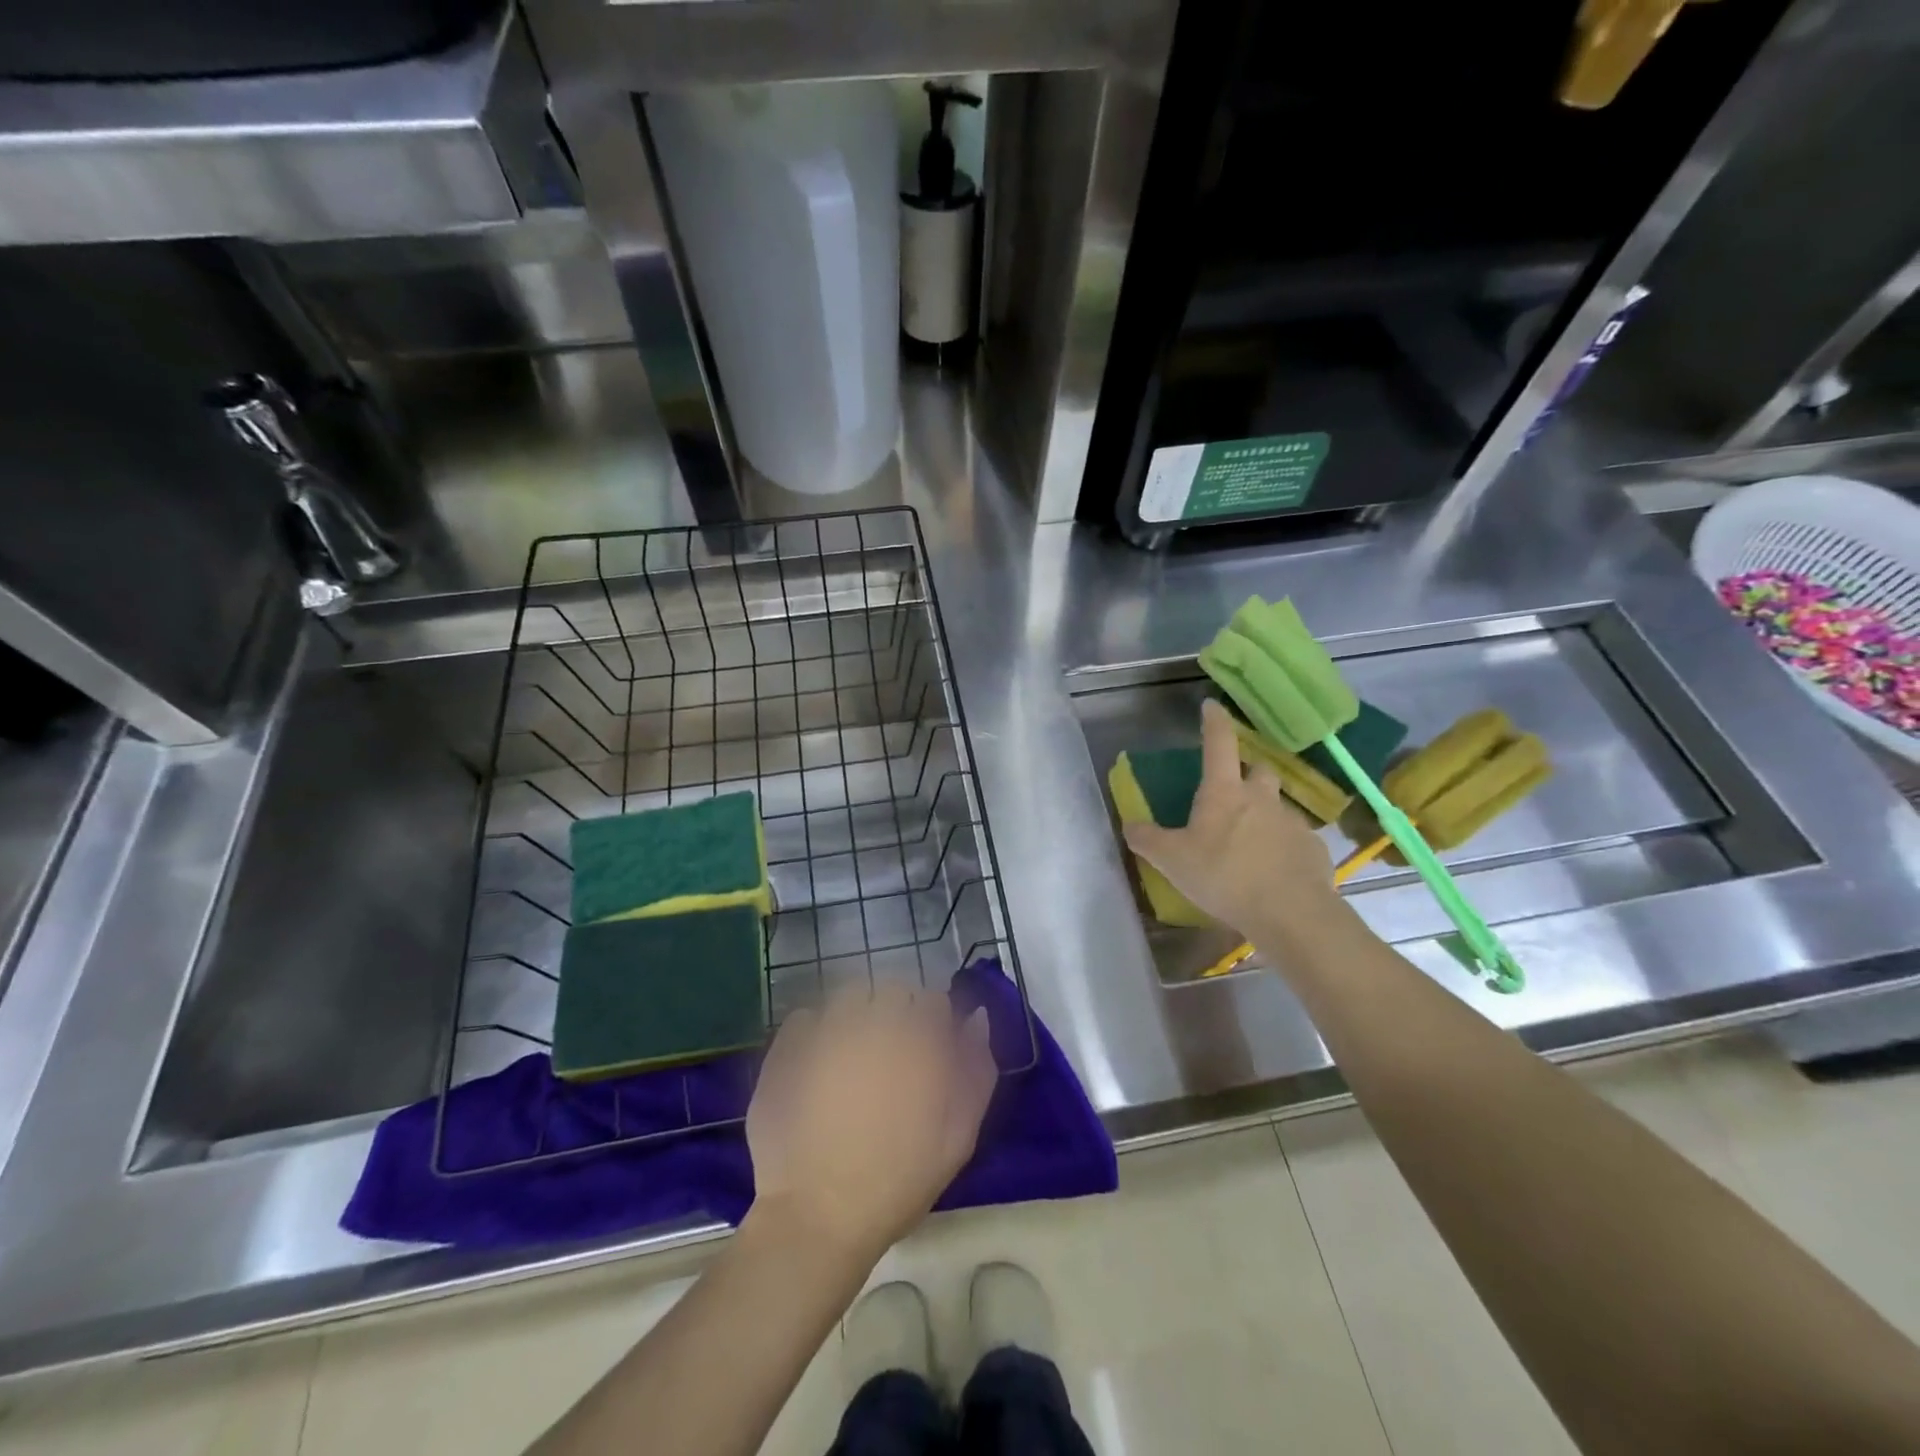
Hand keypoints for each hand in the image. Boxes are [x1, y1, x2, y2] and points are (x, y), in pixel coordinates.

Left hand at [745, 983, 996, 1262]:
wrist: (817, 1216)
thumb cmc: (898, 1182)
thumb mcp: (959, 1136)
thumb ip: (976, 1069)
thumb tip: (977, 1017)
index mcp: (919, 1039)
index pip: (934, 1001)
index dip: (934, 1025)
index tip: (928, 1053)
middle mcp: (875, 1020)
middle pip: (893, 991)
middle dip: (898, 1014)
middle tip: (892, 1057)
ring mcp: (827, 1028)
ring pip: (850, 996)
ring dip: (858, 1014)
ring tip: (853, 1055)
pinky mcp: (788, 1045)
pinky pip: (806, 1017)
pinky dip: (815, 1030)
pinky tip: (817, 1063)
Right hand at [1124, 699, 1338, 934]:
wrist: (1290, 912)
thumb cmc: (1224, 876)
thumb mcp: (1172, 861)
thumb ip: (1147, 840)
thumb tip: (1129, 825)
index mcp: (1224, 792)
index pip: (1218, 744)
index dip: (1214, 722)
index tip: (1211, 706)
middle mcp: (1261, 798)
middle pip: (1258, 770)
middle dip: (1247, 772)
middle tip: (1233, 789)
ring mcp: (1291, 822)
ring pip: (1277, 806)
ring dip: (1263, 814)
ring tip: (1249, 842)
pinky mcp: (1312, 849)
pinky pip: (1294, 839)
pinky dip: (1282, 847)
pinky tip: (1272, 871)